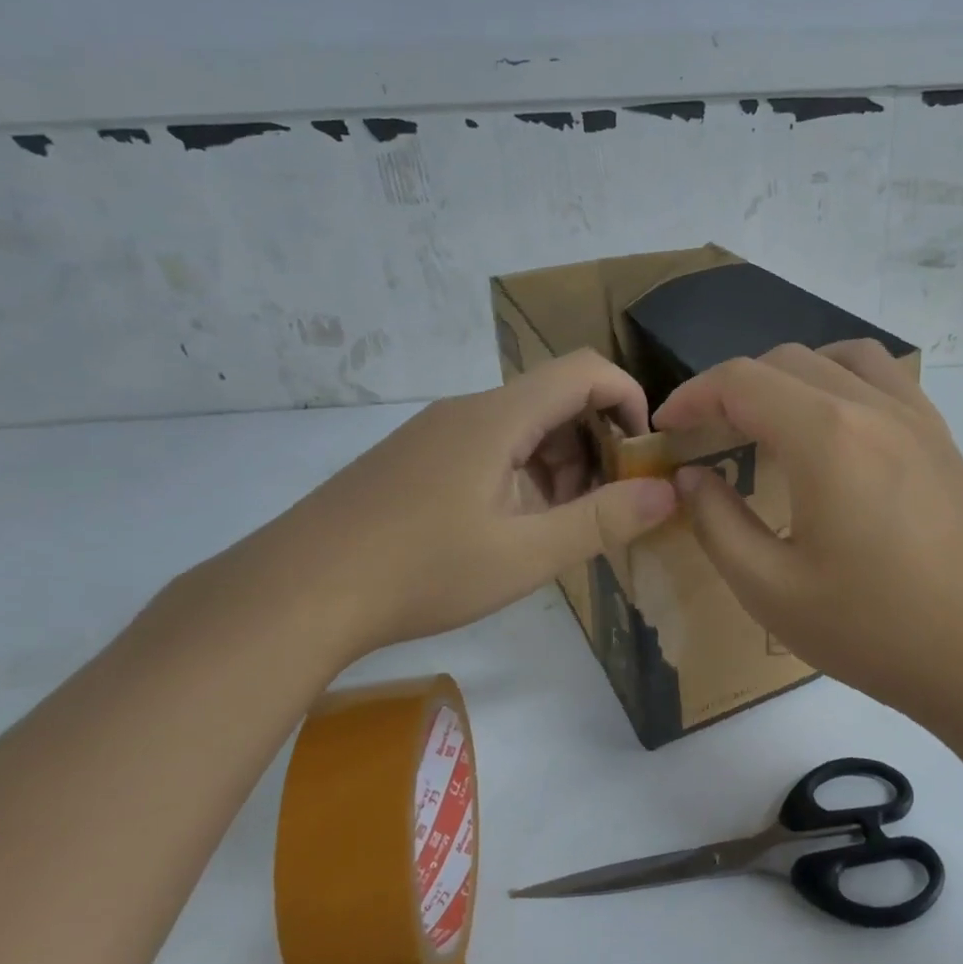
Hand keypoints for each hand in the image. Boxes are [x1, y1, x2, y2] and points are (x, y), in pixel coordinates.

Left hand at [238, 349, 677, 662]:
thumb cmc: (420, 570)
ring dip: (559, 467)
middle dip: (596, 446)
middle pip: (556, 400)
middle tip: (602, 508)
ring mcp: (435, 434)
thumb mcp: (525, 554)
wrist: (294, 593)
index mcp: (499, 417)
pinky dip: (520, 478)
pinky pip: (488, 449)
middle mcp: (467, 411)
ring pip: (522, 428)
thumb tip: (668, 492)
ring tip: (555, 529)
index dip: (629, 400)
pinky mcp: (414, 460)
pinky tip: (507, 531)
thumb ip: (603, 521)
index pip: (585, 370)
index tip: (643, 455)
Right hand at [654, 341, 962, 714]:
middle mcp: (871, 406)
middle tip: (709, 436)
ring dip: (791, 375)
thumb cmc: (877, 630)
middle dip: (734, 388)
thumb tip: (693, 477)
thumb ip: (718, 524)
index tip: (667, 429)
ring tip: (771, 422)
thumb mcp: (772, 590)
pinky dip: (841, 381)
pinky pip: (883, 377)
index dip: (692, 396)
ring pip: (839, 356)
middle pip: (785, 361)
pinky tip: (835, 432)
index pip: (741, 381)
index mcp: (825, 437)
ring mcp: (915, 416)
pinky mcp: (941, 437)